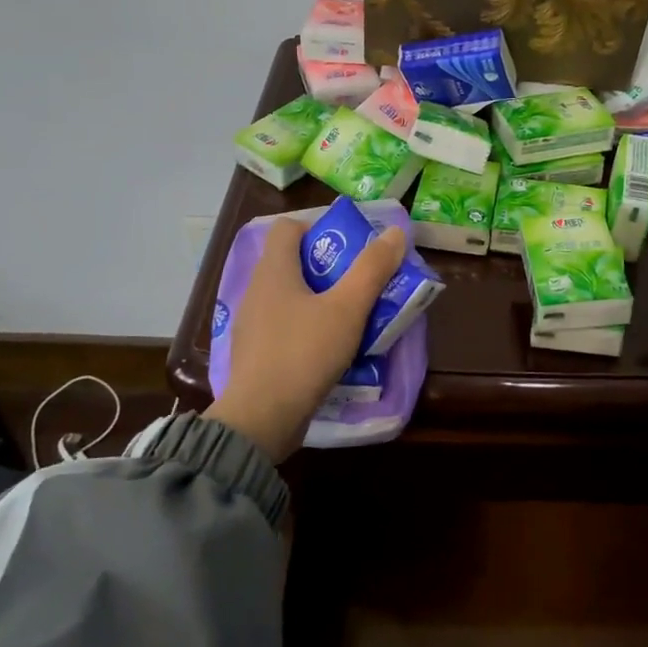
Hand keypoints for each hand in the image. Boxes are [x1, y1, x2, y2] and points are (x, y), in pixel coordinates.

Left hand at [207, 216, 406, 462]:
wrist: (262, 419)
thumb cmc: (304, 353)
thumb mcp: (347, 309)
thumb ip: (372, 269)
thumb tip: (395, 232)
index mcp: (273, 271)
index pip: (289, 228)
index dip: (319, 228)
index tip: (351, 246)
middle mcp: (256, 291)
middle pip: (294, 262)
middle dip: (330, 267)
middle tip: (363, 281)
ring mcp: (252, 324)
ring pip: (291, 297)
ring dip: (321, 299)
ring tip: (354, 315)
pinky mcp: (256, 353)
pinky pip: (286, 326)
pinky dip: (309, 327)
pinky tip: (331, 347)